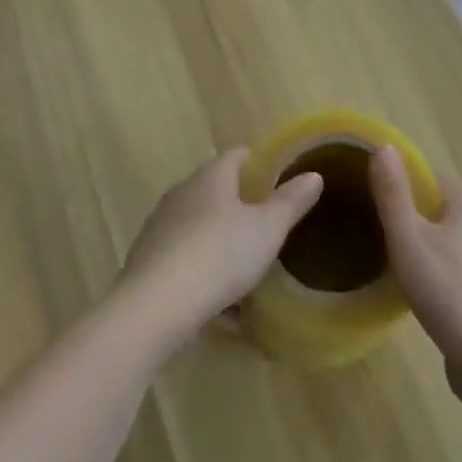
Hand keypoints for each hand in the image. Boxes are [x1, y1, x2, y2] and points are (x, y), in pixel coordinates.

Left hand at [121, 148, 322, 343]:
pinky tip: (216, 295)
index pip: (237, 155)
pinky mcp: (146, 259)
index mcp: (211, 176)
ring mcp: (160, 225)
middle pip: (216, 188)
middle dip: (240, 202)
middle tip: (267, 223)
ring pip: (198, 222)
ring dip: (219, 236)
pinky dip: (200, 265)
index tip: (279, 179)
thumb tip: (314, 174)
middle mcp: (182, 192)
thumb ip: (291, 201)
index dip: (260, 162)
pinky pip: (182, 254)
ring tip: (243, 261)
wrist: (155, 307)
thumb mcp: (268, 229)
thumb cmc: (220, 255)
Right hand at [369, 148, 461, 395]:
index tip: (382, 191)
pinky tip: (427, 297)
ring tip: (399, 263)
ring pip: (456, 246)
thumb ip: (394, 194)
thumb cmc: (445, 290)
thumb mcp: (408, 239)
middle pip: (446, 213)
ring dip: (432, 249)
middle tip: (383, 229)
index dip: (409, 181)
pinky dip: (445, 278)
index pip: (436, 181)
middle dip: (418, 217)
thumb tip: (385, 147)